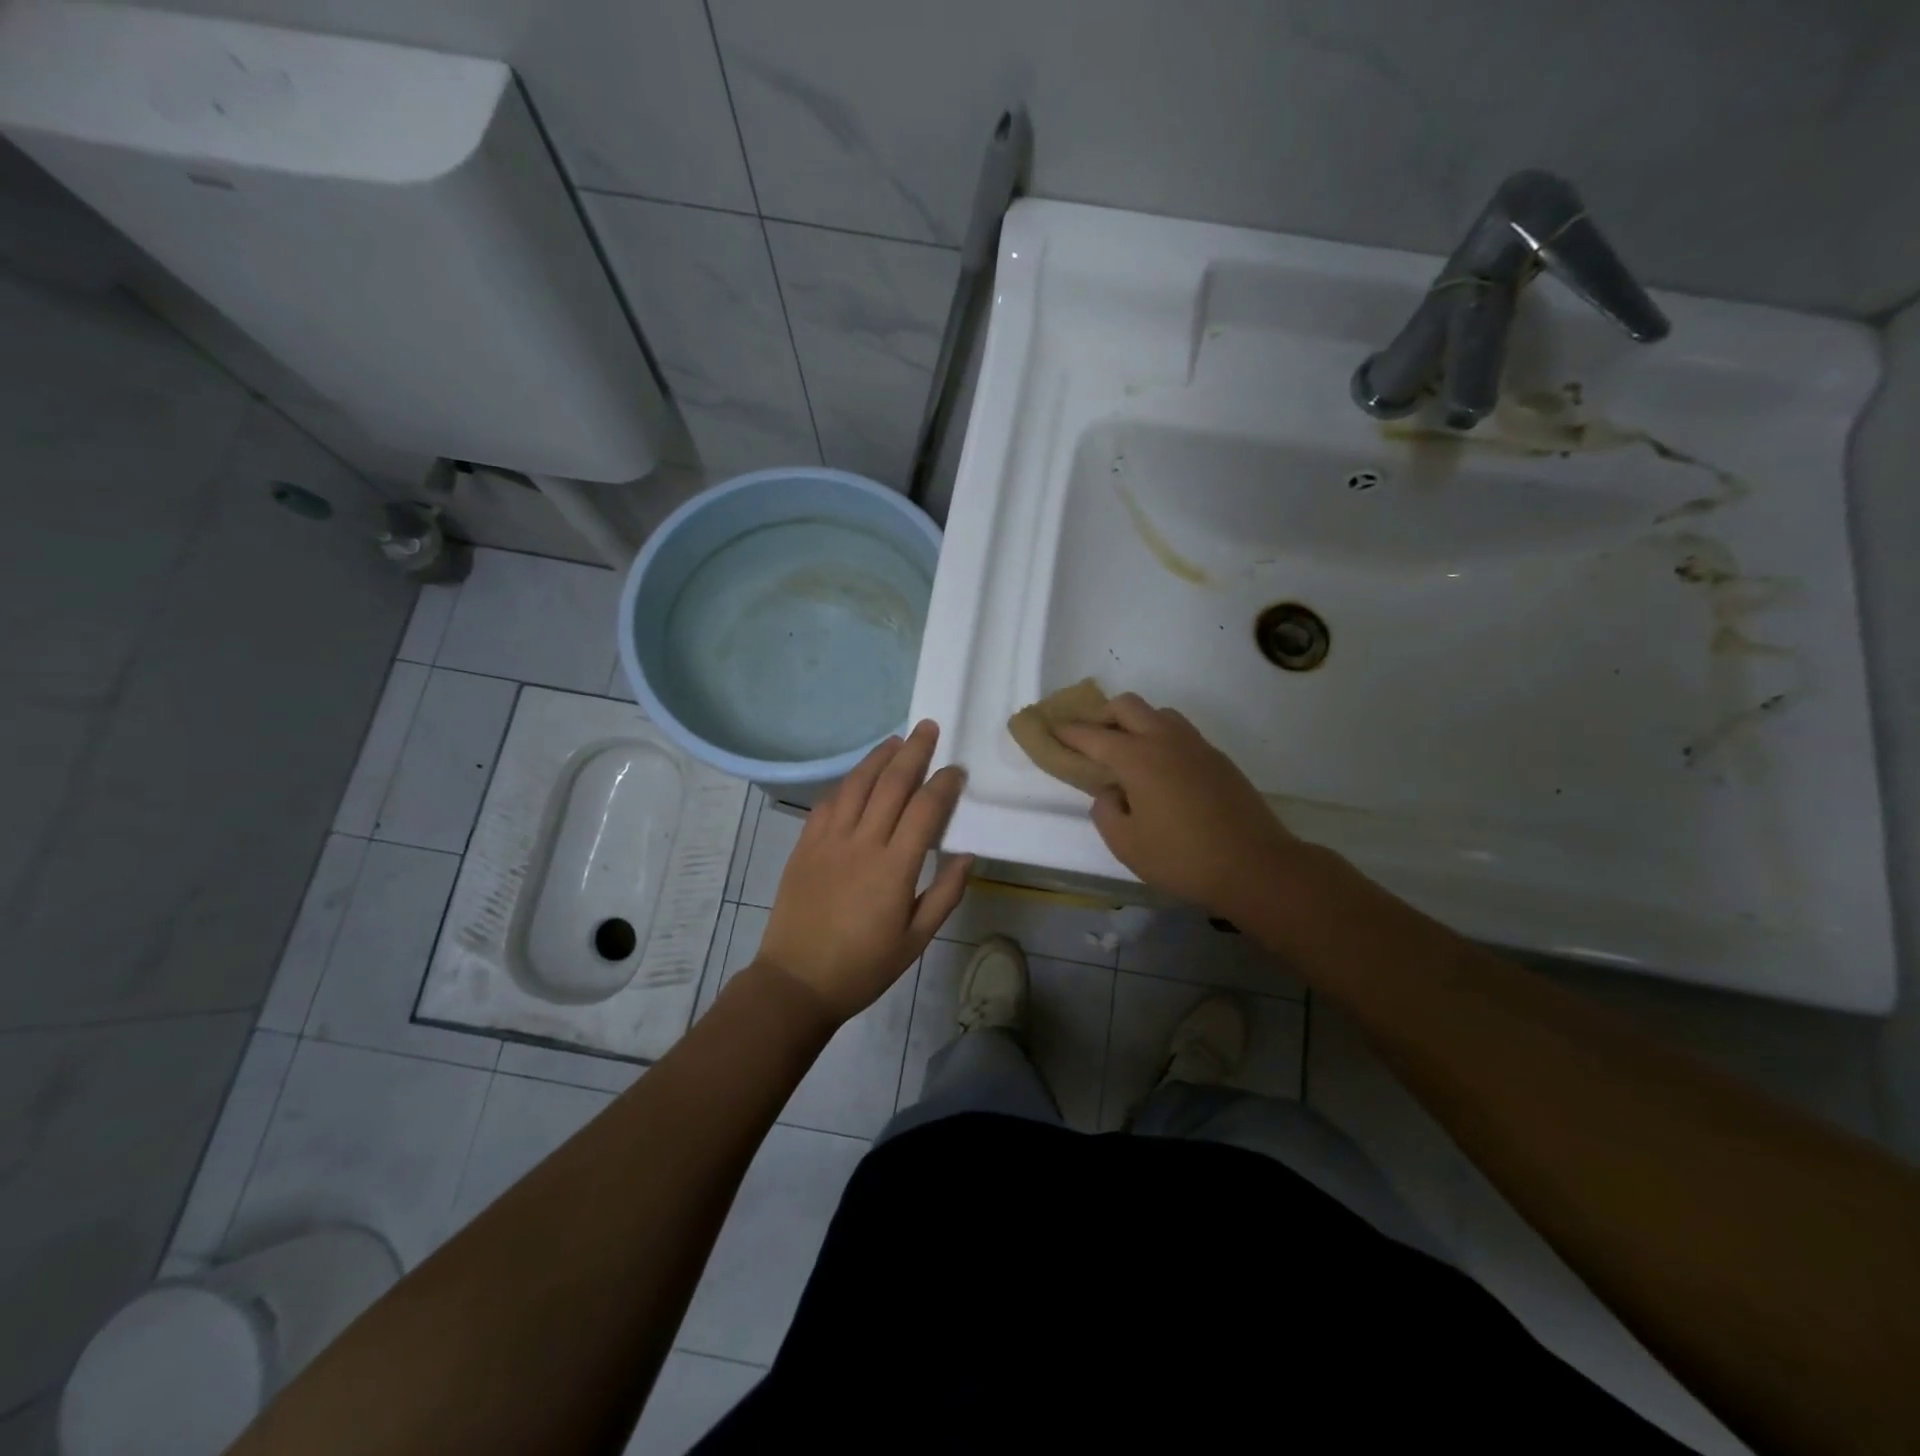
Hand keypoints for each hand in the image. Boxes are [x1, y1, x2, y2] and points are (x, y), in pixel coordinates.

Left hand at [757, 720, 973, 1021]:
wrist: (796, 981)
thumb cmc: (863, 966)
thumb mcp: (916, 940)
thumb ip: (945, 894)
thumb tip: (967, 855)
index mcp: (894, 868)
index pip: (925, 810)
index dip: (943, 784)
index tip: (956, 769)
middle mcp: (862, 844)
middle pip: (891, 784)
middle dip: (913, 752)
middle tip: (928, 728)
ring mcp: (828, 841)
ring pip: (856, 785)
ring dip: (877, 758)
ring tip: (895, 740)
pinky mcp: (805, 845)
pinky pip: (827, 804)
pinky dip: (846, 784)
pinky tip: (857, 778)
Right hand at [1054, 694, 1297, 915]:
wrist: (1255, 865)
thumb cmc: (1182, 858)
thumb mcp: (1126, 844)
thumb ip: (1106, 811)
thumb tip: (1111, 791)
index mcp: (1137, 758)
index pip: (1092, 735)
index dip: (1068, 732)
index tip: (1051, 729)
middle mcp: (1165, 740)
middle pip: (1127, 706)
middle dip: (1101, 716)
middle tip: (1089, 740)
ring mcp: (1196, 746)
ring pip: (1158, 713)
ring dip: (1135, 723)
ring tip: (1126, 753)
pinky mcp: (1217, 758)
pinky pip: (1179, 733)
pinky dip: (1159, 737)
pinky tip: (1159, 770)